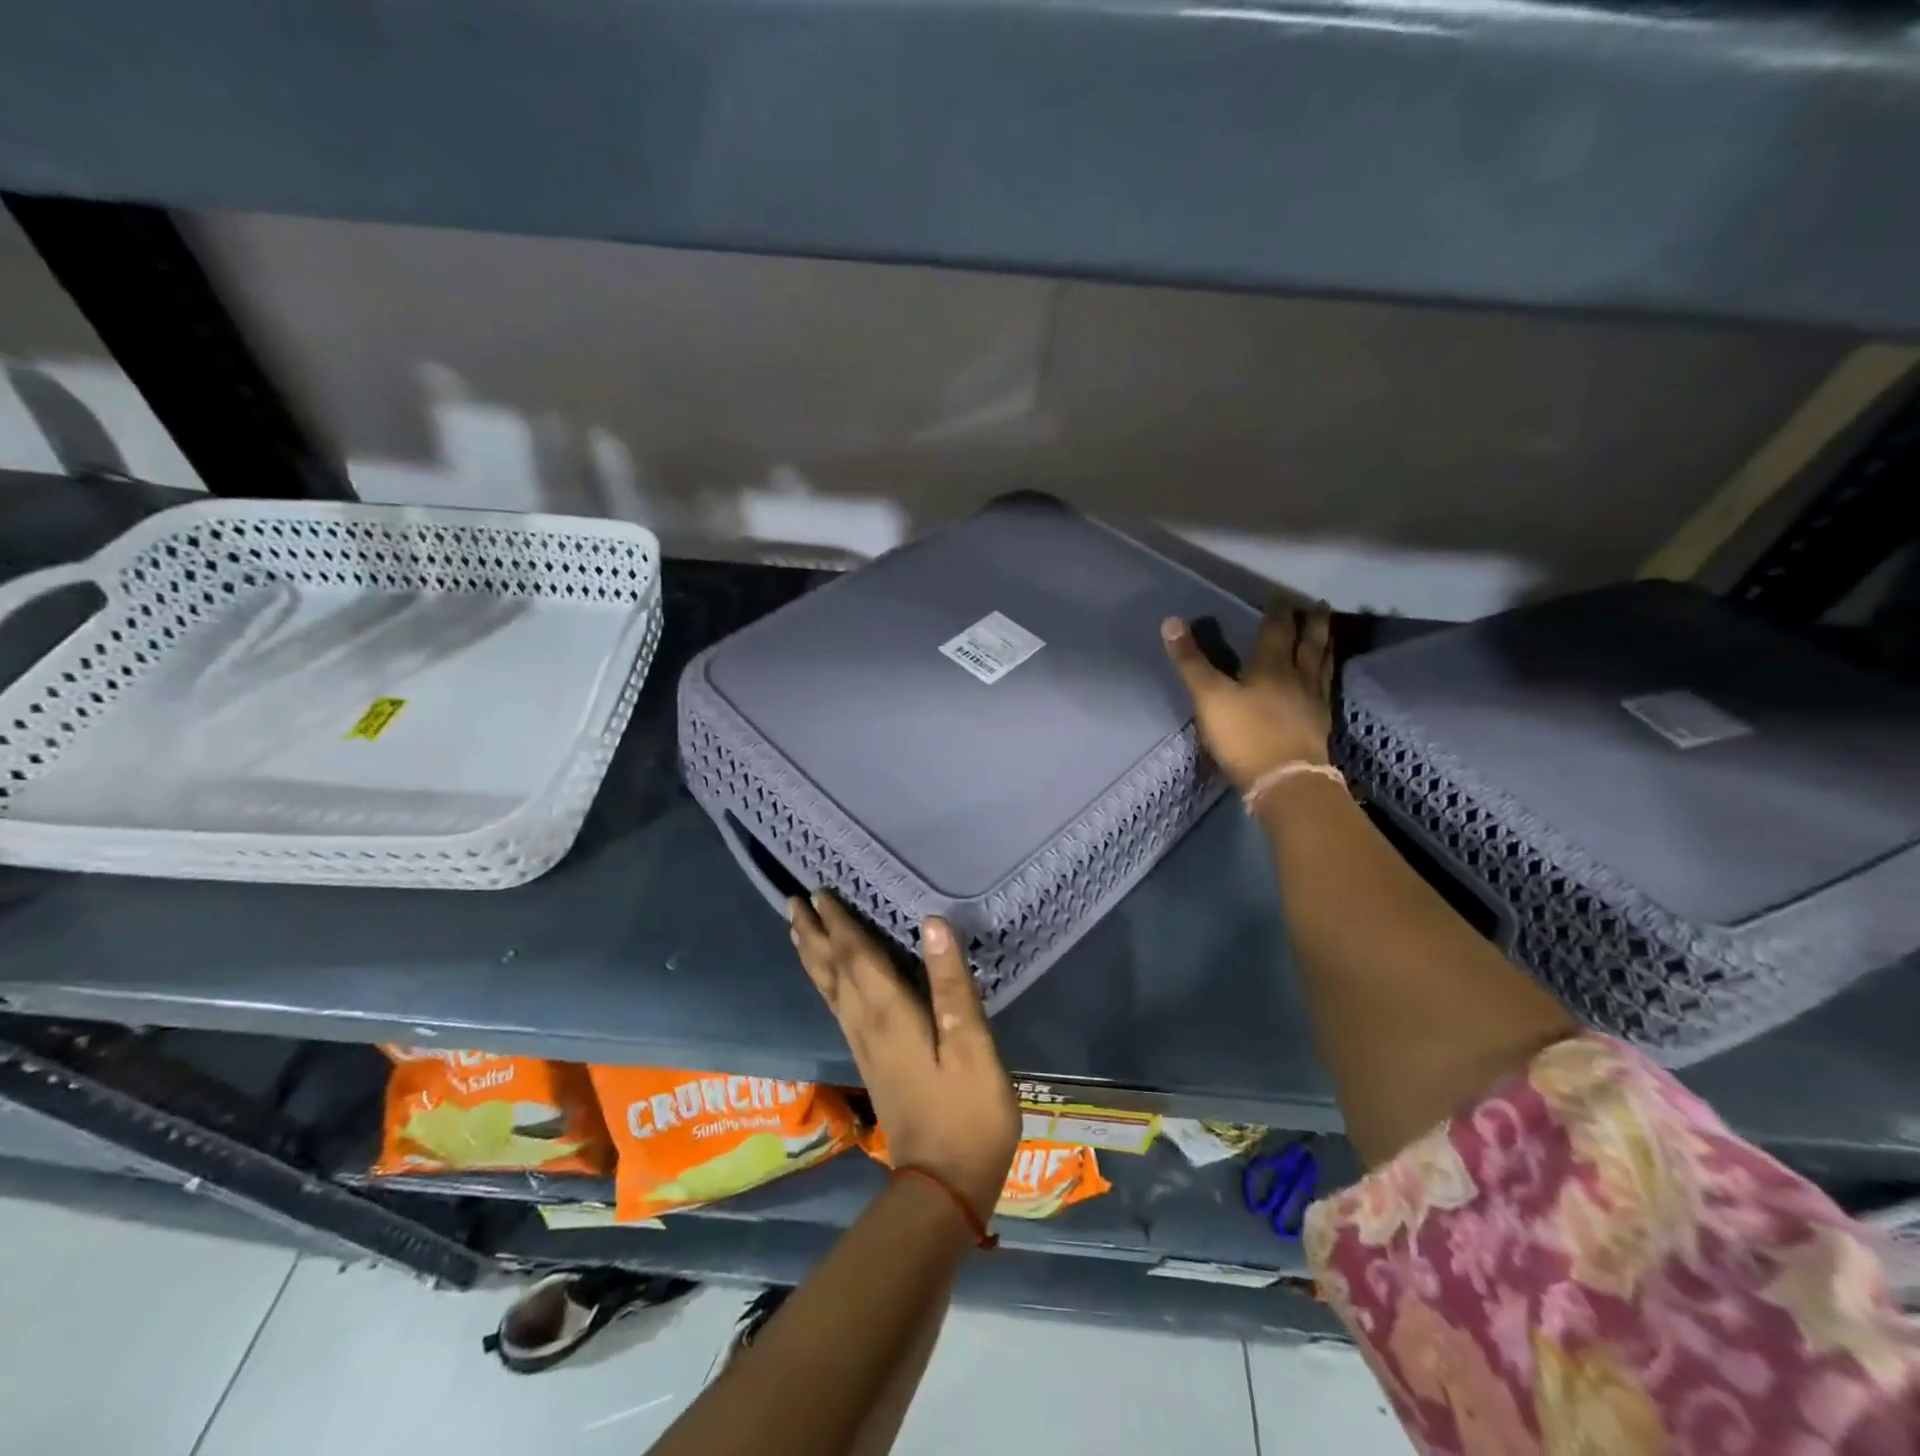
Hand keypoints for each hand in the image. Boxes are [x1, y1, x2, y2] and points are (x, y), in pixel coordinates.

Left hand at [789, 893, 1020, 1223]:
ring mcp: (864, 1047)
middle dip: (813, 934)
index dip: (839, 923)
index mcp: (889, 1014)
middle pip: (832, 971)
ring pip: (829, 990)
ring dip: (813, 957)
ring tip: (798, 931)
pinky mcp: (870, 1064)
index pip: (855, 956)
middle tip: (793, 901)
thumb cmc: (967, 1113)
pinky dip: (826, 984)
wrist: (942, 1187)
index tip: (819, 891)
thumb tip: (931, 923)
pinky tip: (829, 982)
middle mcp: (867, 1025)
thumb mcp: (972, 1046)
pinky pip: (837, 1008)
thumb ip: (951, 984)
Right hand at [1162, 601, 1334, 791]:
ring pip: (1322, 664)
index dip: (1277, 612)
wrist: (1285, 779)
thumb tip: (1171, 621)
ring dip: (1325, 645)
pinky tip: (1323, 681)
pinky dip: (1326, 677)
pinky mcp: (1320, 726)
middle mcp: (1299, 678)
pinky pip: (1325, 690)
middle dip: (1312, 623)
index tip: (1280, 595)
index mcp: (1272, 667)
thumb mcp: (1210, 697)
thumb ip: (1191, 661)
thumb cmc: (1245, 735)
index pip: (1276, 631)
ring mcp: (1313, 702)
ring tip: (1328, 632)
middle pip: (1309, 643)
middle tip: (1318, 604)